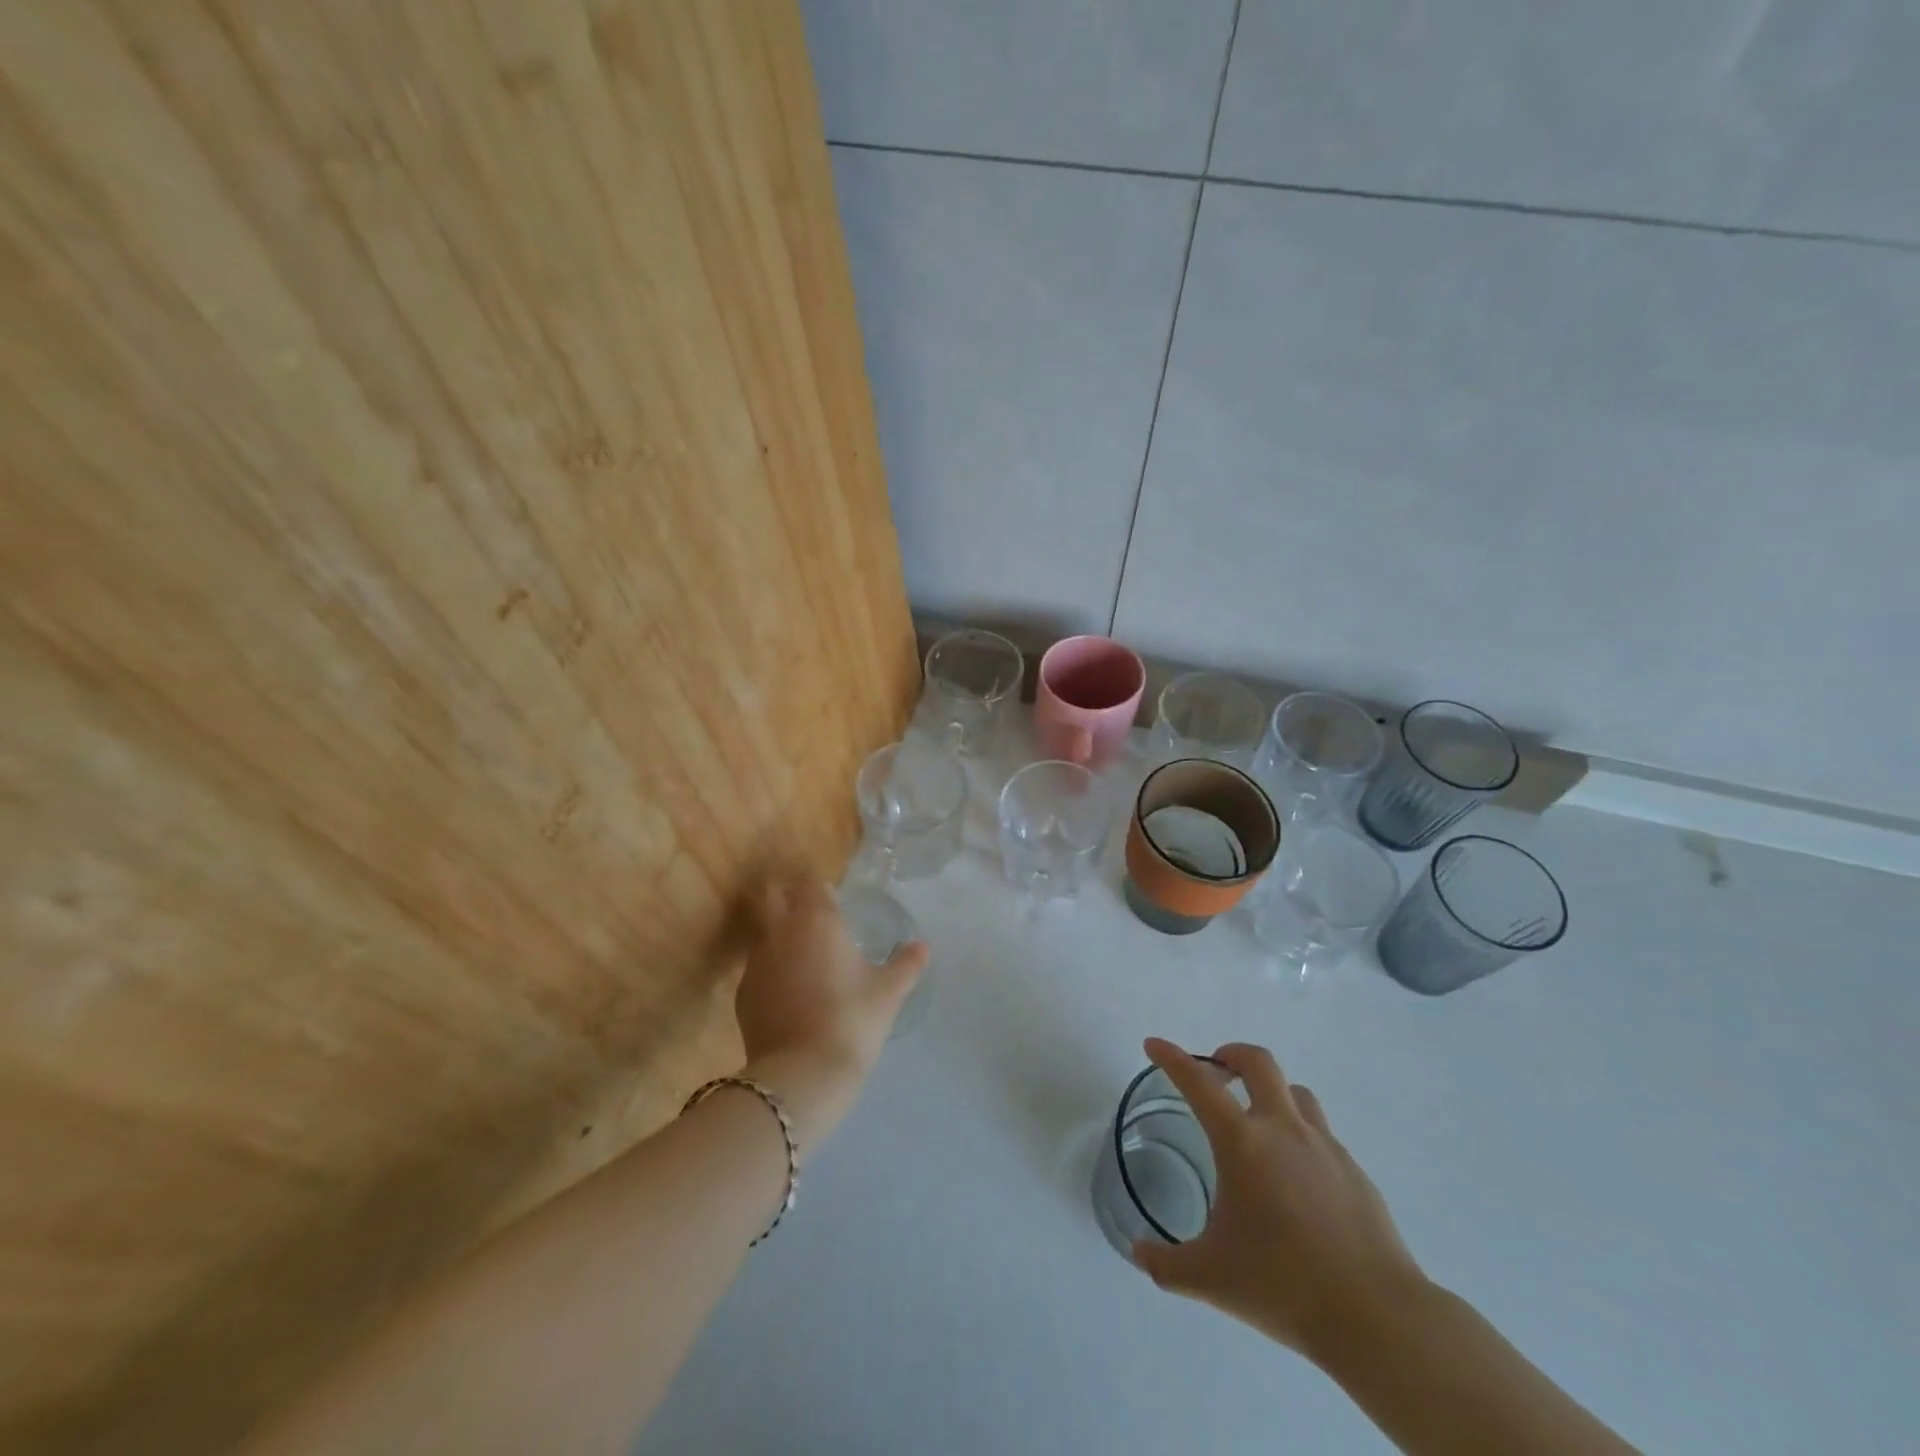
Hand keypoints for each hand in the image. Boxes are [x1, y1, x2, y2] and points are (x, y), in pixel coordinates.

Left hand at [734, 876, 927, 1138]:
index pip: (810, 882)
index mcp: (817, 921)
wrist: (802, 1074)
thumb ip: (906, 965)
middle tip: (808, 909)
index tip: (831, 893)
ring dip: (777, 933)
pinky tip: (788, 991)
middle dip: (786, 894)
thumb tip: (922, 947)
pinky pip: (756, 968)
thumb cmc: (852, 1020)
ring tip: (801, 953)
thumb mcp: (888, 992)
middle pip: (772, 894)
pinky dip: (770, 969)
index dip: (819, 884)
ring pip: (761, 931)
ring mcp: (755, 963)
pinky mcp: (742, 994)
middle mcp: (780, 932)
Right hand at [1131, 1038, 1427, 1362]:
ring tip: (1258, 1121)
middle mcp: (1283, 1129)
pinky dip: (1300, 1135)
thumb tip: (1139, 1255)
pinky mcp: (1355, 1171)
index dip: (1171, 1058)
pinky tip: (1297, 1178)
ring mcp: (1325, 1147)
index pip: (1198, 1082)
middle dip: (1231, 1055)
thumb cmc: (1283, 1286)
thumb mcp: (1210, 1278)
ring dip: (1270, 1092)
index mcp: (1242, 1142)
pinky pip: (1321, 1134)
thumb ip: (1166, 1264)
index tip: (1154, 1045)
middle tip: (1215, 1074)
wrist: (1378, 1318)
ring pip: (1295, 1092)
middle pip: (1258, 1062)